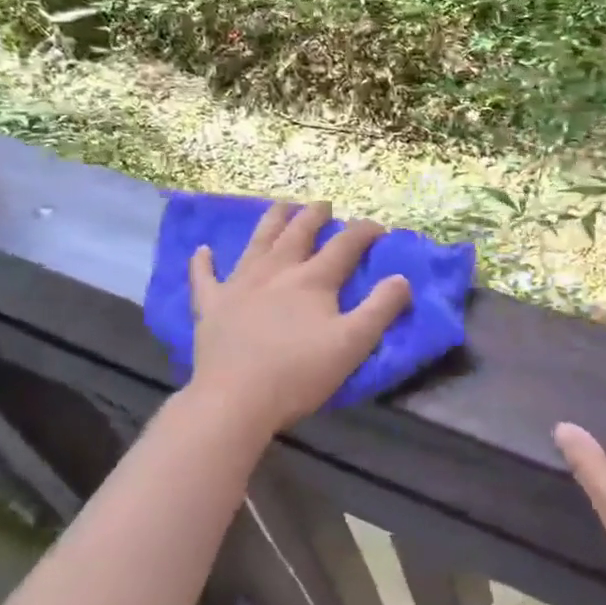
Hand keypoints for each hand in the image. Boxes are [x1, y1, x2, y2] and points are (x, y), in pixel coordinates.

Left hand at [187, 201, 412, 435]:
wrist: (236, 400)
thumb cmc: (299, 373)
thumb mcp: (353, 344)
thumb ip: (381, 308)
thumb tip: (402, 278)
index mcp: (312, 280)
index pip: (344, 245)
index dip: (364, 233)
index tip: (378, 228)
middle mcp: (276, 272)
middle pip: (298, 234)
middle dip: (314, 216)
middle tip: (324, 205)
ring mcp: (239, 286)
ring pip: (257, 243)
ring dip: (271, 222)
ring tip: (281, 206)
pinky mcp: (211, 306)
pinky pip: (205, 278)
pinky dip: (203, 263)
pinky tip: (203, 251)